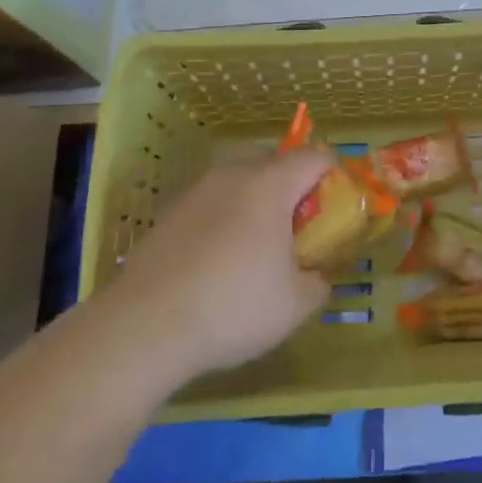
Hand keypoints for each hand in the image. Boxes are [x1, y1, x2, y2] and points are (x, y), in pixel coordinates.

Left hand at [93, 146, 334, 390]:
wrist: (144, 325)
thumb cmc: (232, 306)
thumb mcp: (294, 305)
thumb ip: (318, 282)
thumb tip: (317, 275)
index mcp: (271, 184)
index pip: (315, 157)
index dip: (334, 175)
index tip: (337, 207)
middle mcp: (234, 174)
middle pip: (273, 159)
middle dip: (290, 184)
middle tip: (295, 226)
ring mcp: (197, 190)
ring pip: (237, 179)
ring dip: (253, 200)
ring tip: (254, 246)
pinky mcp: (169, 213)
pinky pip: (210, 203)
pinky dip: (222, 218)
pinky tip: (217, 262)